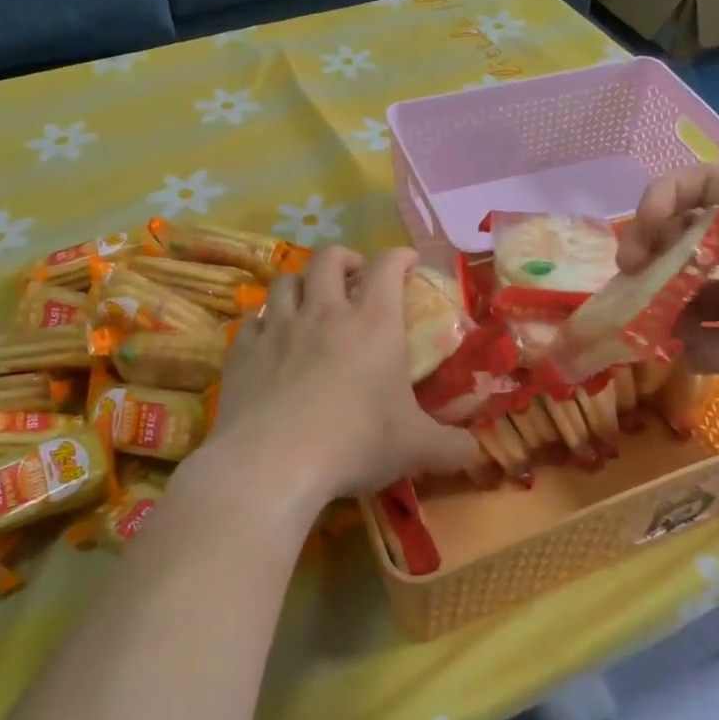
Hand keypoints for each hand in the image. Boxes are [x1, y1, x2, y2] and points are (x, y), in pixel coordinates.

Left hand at [198, 246, 477, 515]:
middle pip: (329, 258)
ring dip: (301, 284)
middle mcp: (324, 312)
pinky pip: (253, 320)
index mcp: (372, 323)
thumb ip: (451, 447)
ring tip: (309, 302)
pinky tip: (270, 342)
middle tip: (354, 277)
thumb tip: (474, 452)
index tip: (407, 262)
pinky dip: (265, 323)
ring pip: (285, 281)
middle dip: (345, 258)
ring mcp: (278, 327)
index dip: (399, 256)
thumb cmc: (354, 444)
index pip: (387, 266)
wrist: (272, 463)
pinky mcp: (243, 350)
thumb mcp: (415, 448)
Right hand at [617, 140, 718, 462]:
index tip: (645, 228)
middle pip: (677, 236)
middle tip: (629, 274)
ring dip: (660, 301)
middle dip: (645, 248)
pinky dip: (695, 346)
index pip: (703, 187)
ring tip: (667, 326)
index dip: (665, 196)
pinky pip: (697, 339)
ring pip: (677, 290)